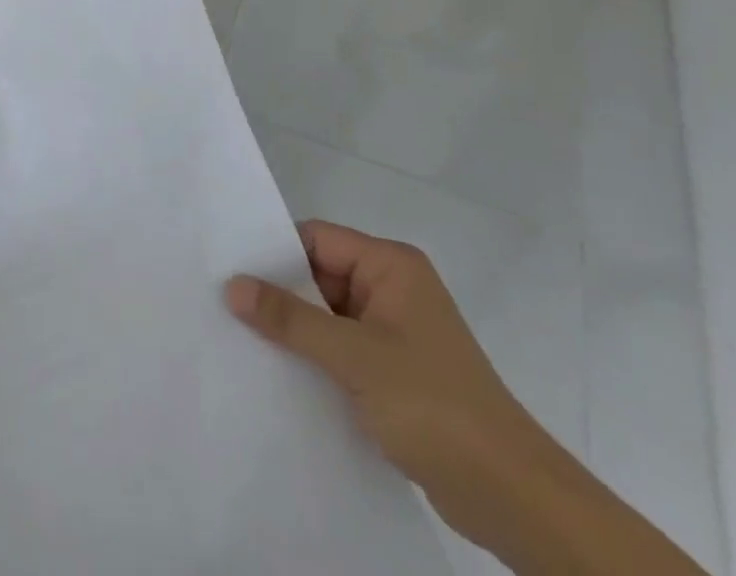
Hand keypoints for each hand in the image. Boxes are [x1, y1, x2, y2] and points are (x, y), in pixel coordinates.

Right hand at [224, 222, 556, 553]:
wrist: (512, 498)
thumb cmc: (434, 405)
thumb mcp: (353, 357)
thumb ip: (290, 319)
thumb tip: (232, 286)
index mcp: (390, 266)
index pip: (316, 239)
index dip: (273, 252)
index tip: (227, 268)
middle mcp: (391, 288)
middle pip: (318, 276)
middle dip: (278, 293)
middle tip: (223, 304)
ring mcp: (393, 332)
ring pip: (326, 315)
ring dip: (293, 330)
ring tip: (239, 337)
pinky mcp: (393, 372)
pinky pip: (339, 349)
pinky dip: (312, 358)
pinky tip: (276, 372)